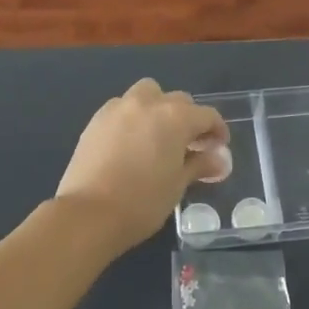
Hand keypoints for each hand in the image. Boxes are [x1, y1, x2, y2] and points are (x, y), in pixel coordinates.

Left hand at [54, 78, 228, 252]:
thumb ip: (199, 164)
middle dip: (189, 118)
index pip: (207, 115)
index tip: (219, 148)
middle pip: (178, 100)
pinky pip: (123, 107)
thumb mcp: (177, 184)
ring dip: (158, 108)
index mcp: (175, 117)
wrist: (89, 214)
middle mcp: (148, 103)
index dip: (218, 130)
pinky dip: (133, 117)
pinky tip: (131, 143)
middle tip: (190, 145)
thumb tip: (220, 160)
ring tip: (158, 136)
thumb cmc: (142, 202)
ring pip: (147, 94)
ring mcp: (119, 108)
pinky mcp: (96, 119)